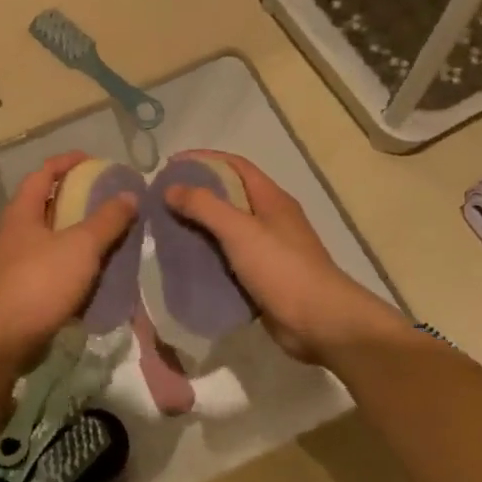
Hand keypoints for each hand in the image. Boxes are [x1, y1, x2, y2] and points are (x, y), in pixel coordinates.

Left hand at [0, 152, 138, 365]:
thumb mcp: (80, 246)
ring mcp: (19, 262)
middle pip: (48, 204)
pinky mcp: (26, 289)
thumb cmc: (40, 282)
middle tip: (110, 197)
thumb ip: (107, 220)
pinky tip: (99, 269)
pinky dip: (77, 262)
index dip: (67, 162)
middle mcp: (17, 232)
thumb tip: (130, 195)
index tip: (94, 160)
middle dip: (78, 198)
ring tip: (112, 232)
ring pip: (54, 237)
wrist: (4, 339)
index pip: (44, 173)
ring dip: (80, 232)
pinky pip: (56, 265)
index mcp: (23, 212)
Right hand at [163, 152, 403, 364]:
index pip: (234, 165)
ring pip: (227, 230)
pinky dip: (207, 257)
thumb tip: (171, 188)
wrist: (320, 321)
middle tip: (161, 201)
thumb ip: (205, 206)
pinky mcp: (263, 277)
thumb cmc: (282, 268)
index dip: (203, 160)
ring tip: (165, 230)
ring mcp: (268, 249)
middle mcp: (271, 218)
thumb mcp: (240, 230)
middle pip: (229, 196)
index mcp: (271, 198)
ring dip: (199, 227)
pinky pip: (229, 259)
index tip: (170, 165)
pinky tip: (184, 263)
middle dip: (196, 194)